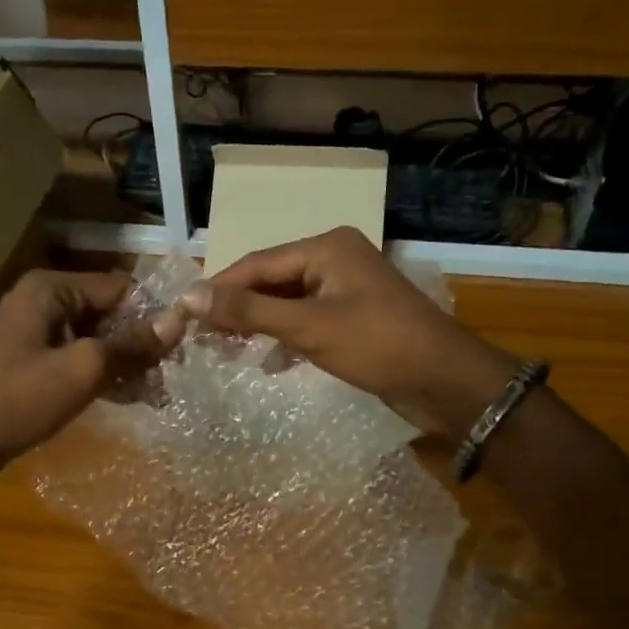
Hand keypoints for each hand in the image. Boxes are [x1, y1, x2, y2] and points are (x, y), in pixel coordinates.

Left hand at [0, 270, 181, 487]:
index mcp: (51, 289)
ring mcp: (36, 333)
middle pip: (109, 313)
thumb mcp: (82, 370)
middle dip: (140, 344)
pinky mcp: (32, 362)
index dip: (153, 315)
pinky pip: (78, 359)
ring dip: (125, 363)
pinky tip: (129, 399)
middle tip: (169, 379)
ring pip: (96, 339)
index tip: (181, 348)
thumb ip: (131, 345)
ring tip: (155, 395)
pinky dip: (103, 375)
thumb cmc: (16, 400)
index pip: (120, 288)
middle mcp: (44, 302)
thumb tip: (179, 321)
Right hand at [179, 227, 516, 438]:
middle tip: (200, 336)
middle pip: (270, 279)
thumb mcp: (308, 327)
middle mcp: (334, 258)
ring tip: (224, 350)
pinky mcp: (352, 317)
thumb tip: (188, 296)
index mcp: (326, 247)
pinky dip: (284, 337)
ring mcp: (345, 288)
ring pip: (287, 302)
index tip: (181, 313)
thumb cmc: (378, 345)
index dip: (218, 288)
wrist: (446, 381)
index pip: (256, 263)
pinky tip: (267, 361)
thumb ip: (249, 311)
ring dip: (258, 325)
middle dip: (237, 308)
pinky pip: (305, 320)